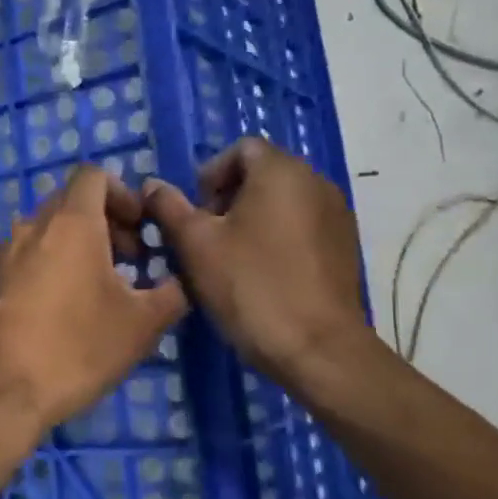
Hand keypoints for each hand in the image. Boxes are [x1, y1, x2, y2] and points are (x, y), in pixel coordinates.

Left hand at [0, 165, 188, 436]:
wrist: (0, 391)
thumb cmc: (77, 347)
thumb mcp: (142, 324)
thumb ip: (171, 294)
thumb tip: (178, 283)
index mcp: (71, 222)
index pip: (93, 176)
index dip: (123, 194)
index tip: (141, 229)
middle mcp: (31, 226)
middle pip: (70, 202)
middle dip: (105, 223)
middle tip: (129, 263)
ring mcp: (3, 254)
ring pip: (46, 232)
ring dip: (76, 247)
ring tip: (97, 290)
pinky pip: (24, 258)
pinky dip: (48, 266)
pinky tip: (61, 312)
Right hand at [142, 138, 370, 387]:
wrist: (318, 349)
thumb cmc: (251, 286)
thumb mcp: (196, 245)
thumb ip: (169, 207)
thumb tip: (152, 185)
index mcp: (281, 171)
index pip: (241, 149)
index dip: (210, 175)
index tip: (195, 214)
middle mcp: (316, 181)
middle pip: (263, 173)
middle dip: (229, 198)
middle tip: (207, 238)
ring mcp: (337, 215)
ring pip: (284, 201)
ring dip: (253, 219)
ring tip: (232, 259)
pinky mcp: (345, 247)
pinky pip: (303, 226)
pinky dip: (279, 237)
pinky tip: (264, 274)